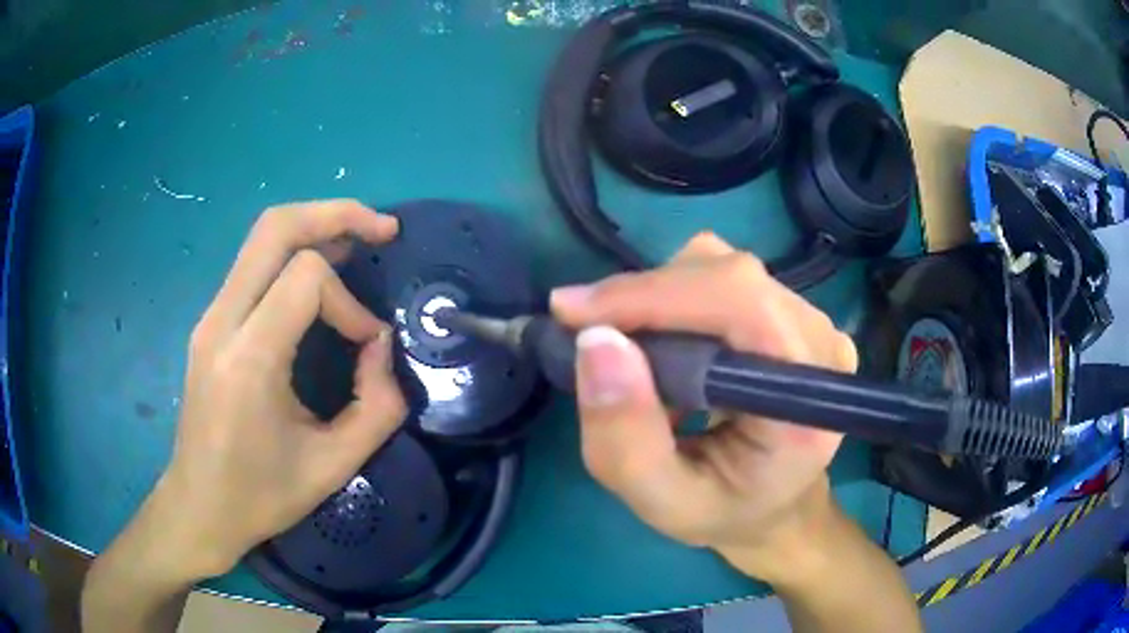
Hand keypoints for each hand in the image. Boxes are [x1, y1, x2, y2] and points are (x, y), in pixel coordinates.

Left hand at [150, 200, 407, 579]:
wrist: (200, 506)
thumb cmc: (262, 496)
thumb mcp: (334, 467)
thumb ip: (377, 405)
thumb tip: (379, 345)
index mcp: (247, 359)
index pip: (305, 279)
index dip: (349, 302)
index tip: (367, 344)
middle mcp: (221, 322)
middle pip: (275, 227)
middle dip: (335, 214)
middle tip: (382, 228)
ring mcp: (210, 317)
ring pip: (262, 236)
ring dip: (315, 226)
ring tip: (358, 239)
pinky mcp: (210, 322)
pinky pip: (254, 264)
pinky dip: (294, 252)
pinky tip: (321, 272)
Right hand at [551, 233, 857, 584]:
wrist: (774, 504)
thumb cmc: (725, 511)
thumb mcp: (661, 501)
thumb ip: (625, 440)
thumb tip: (596, 341)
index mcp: (807, 399)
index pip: (741, 304)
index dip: (654, 295)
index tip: (572, 313)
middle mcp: (820, 342)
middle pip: (728, 277)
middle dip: (645, 297)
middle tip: (587, 335)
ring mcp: (810, 320)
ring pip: (720, 267)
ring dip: (658, 299)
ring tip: (633, 352)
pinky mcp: (789, 310)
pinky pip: (721, 277)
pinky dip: (674, 299)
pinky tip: (663, 344)